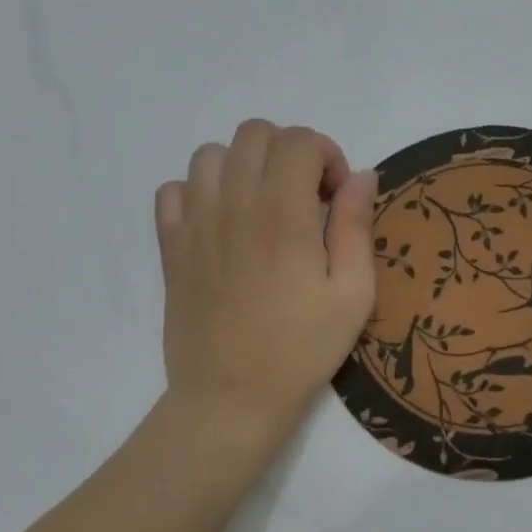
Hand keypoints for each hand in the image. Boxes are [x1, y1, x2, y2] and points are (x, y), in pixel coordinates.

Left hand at [156, 120, 377, 446]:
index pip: (300, 140)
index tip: (335, 197)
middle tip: (303, 198)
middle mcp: (233, 204)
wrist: (230, 398)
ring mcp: (194, 223)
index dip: (327, 156)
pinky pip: (173, 190)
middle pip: (254, 134)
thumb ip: (356, 225)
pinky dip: (198, 192)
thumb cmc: (301, 350)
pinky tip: (219, 223)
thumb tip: (361, 175)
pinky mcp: (170, 246)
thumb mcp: (353, 294)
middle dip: (288, 152)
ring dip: (242, 167)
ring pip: (210, 154)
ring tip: (261, 206)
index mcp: (283, 214)